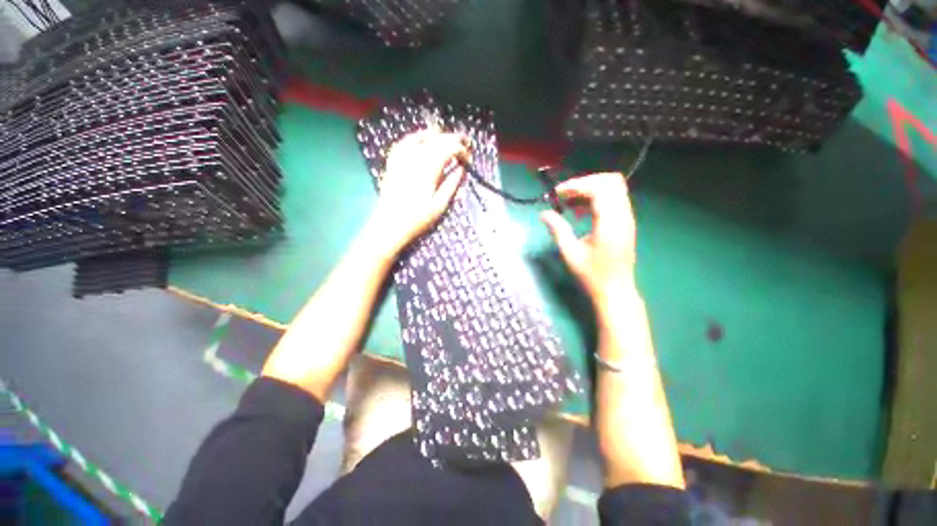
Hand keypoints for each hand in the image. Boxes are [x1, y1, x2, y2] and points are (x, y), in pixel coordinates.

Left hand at [371, 130, 468, 253]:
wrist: (389, 225)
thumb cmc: (417, 219)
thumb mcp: (440, 205)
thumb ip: (452, 184)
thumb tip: (462, 169)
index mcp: (428, 169)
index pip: (449, 148)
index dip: (462, 150)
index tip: (469, 159)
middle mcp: (415, 158)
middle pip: (437, 139)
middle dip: (453, 139)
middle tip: (464, 145)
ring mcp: (401, 158)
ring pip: (421, 136)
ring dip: (437, 136)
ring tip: (447, 140)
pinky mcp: (393, 162)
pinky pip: (405, 142)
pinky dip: (417, 138)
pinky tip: (422, 140)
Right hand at [540, 173, 636, 303]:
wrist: (616, 290)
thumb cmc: (592, 275)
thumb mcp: (570, 253)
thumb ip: (557, 230)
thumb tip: (543, 213)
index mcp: (610, 222)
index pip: (598, 188)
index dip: (576, 185)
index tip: (557, 193)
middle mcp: (623, 215)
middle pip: (611, 181)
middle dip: (585, 182)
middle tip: (565, 195)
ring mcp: (627, 218)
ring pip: (614, 188)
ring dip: (591, 189)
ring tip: (570, 202)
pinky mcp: (626, 223)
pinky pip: (614, 199)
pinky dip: (597, 198)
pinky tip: (581, 211)